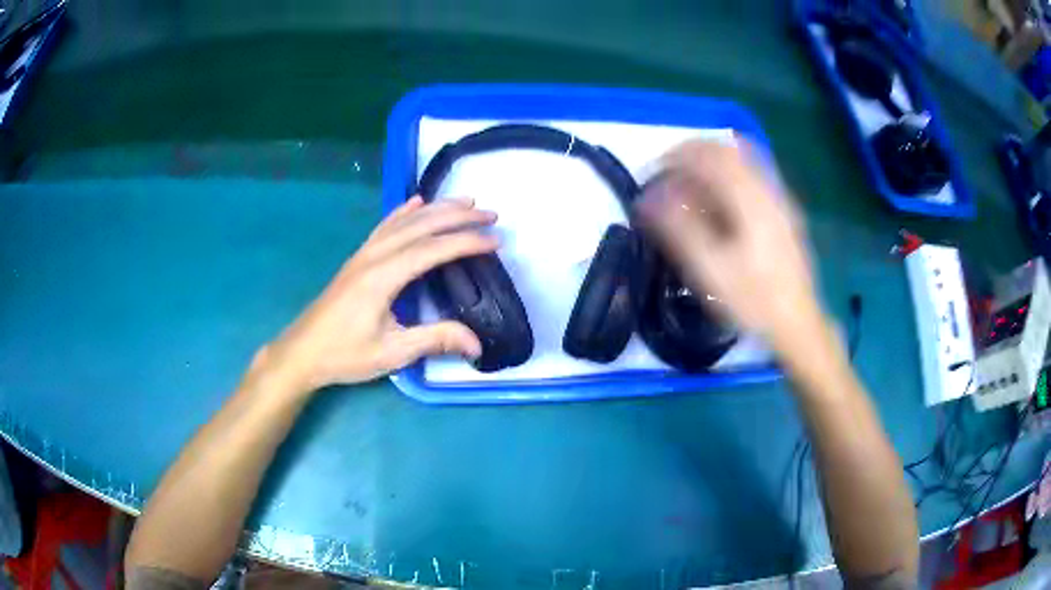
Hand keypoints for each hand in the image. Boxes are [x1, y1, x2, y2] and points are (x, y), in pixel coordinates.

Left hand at [253, 196, 497, 395]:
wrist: (303, 351)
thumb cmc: (345, 354)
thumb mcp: (391, 353)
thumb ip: (434, 340)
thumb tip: (476, 344)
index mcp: (382, 277)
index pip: (432, 250)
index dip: (466, 243)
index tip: (495, 241)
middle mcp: (374, 256)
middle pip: (420, 226)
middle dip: (458, 217)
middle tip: (490, 214)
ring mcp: (364, 254)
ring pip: (404, 221)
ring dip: (436, 209)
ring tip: (465, 201)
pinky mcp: (358, 259)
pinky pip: (385, 226)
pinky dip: (404, 211)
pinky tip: (416, 202)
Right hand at [636, 140, 825, 354]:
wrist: (798, 323)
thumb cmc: (753, 299)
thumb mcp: (710, 269)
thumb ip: (677, 228)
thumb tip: (646, 198)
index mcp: (750, 198)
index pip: (709, 154)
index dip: (677, 155)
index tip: (655, 172)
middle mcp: (768, 188)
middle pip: (727, 150)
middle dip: (694, 155)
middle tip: (670, 177)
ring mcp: (780, 199)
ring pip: (742, 161)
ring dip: (712, 165)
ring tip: (691, 189)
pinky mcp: (785, 212)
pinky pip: (752, 177)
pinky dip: (729, 179)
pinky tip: (720, 207)